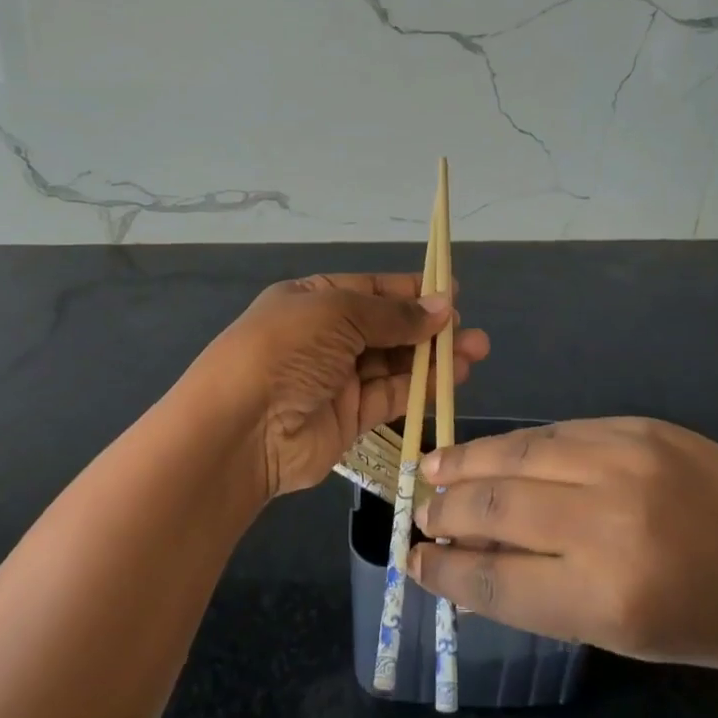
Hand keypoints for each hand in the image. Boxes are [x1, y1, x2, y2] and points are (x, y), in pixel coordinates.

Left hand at [193, 274, 489, 501]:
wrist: (241, 428)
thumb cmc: (286, 349)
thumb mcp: (338, 313)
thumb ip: (393, 314)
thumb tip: (443, 306)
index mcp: (314, 300)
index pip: (371, 289)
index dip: (411, 290)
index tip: (453, 292)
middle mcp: (326, 336)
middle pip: (387, 327)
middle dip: (429, 326)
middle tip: (471, 330)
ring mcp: (337, 378)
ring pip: (395, 362)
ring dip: (433, 357)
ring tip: (476, 351)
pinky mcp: (349, 417)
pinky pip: (392, 395)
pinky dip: (422, 386)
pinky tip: (453, 378)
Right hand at [409, 417, 717, 669]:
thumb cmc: (709, 621)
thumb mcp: (624, 634)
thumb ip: (542, 593)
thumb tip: (467, 560)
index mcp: (609, 597)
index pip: (498, 580)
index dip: (446, 572)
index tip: (414, 562)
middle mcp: (609, 522)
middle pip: (498, 508)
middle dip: (447, 512)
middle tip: (419, 514)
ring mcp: (622, 461)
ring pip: (517, 454)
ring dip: (466, 462)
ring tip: (432, 468)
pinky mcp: (634, 425)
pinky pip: (554, 432)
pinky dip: (515, 445)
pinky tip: (491, 451)